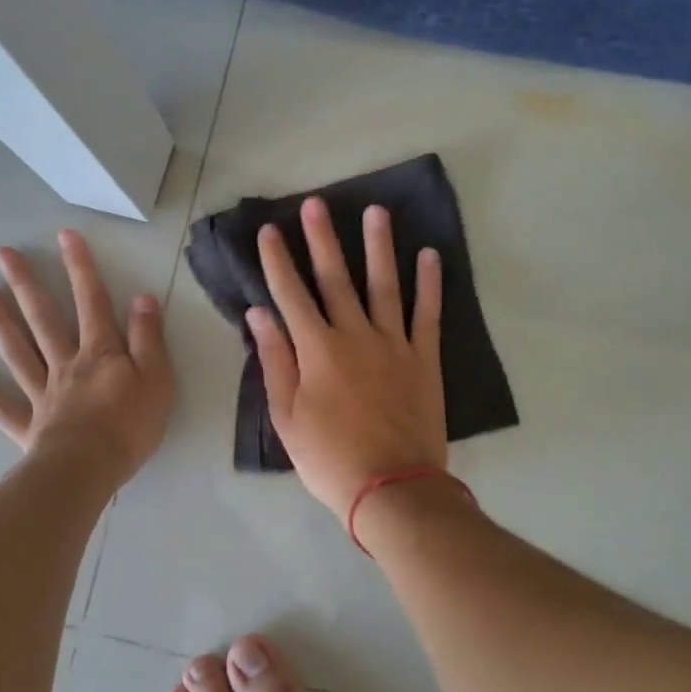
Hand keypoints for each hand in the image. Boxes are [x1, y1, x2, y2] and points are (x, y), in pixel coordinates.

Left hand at [0, 229, 173, 485]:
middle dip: (26, 284)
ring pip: (18, 352)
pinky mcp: (28, 426)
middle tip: (3, 255)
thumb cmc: (130, 425)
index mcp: (100, 353)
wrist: (88, 470)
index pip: (92, 302)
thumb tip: (142, 298)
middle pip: (44, 319)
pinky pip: (0, 408)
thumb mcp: (156, 378)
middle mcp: (66, 365)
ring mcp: (42, 394)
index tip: (64, 236)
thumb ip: (148, 338)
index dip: (81, 268)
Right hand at [249, 197, 445, 521]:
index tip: (270, 230)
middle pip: (336, 279)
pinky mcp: (425, 359)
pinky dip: (430, 284)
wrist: (392, 488)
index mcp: (317, 351)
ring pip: (384, 285)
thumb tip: (259, 315)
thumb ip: (276, 362)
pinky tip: (430, 255)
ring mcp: (395, 344)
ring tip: (376, 211)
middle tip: (317, 203)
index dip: (278, 261)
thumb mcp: (287, 417)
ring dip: (379, 246)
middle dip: (323, 239)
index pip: (291, 295)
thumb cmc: (330, 459)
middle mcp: (355, 336)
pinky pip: (428, 314)